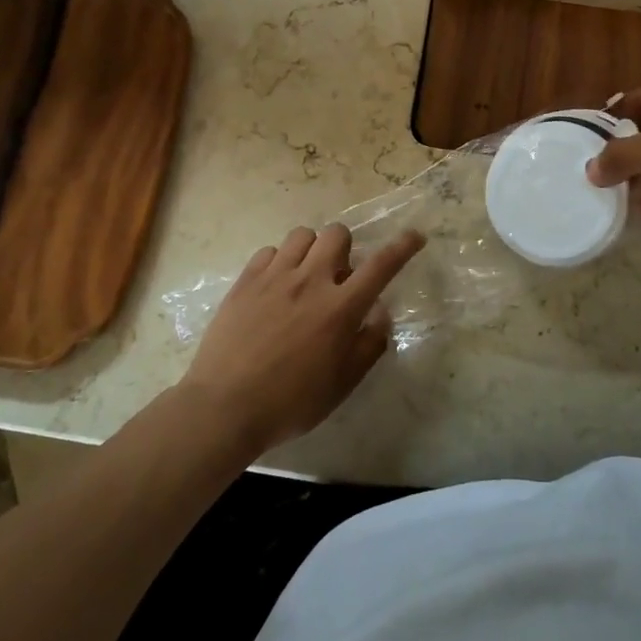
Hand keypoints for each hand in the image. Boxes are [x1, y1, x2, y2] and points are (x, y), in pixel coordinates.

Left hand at [180, 223, 425, 455]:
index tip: (415, 236)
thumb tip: (380, 314)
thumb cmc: (291, 402)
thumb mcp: (342, 384)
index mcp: (340, 308)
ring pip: (302, 235)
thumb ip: (369, 345)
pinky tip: (275, 286)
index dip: (402, 247)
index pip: (381, 265)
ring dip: (312, 250)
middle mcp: (311, 281)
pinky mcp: (246, 280)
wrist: (224, 406)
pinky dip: (279, 262)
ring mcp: (275, 276)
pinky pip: (270, 251)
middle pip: (337, 234)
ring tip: (305, 276)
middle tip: (338, 276)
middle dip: (345, 248)